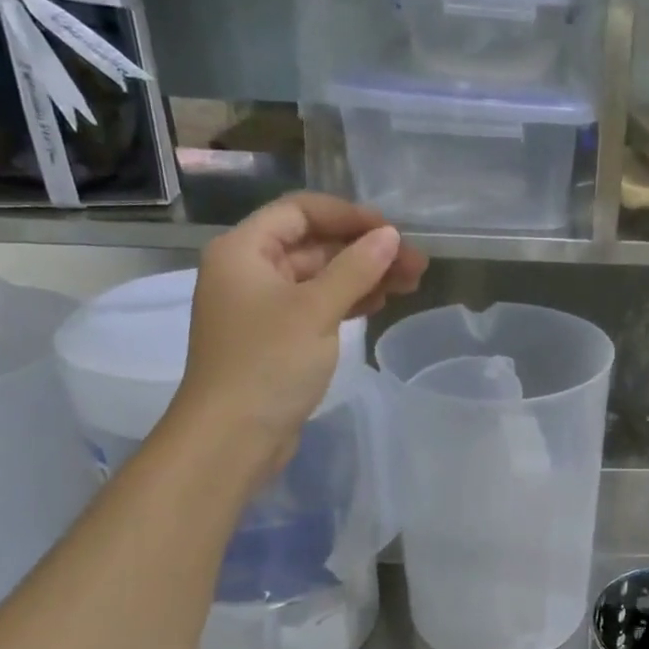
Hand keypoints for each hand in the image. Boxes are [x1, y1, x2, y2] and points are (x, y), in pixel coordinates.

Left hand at [166, 194, 427, 480]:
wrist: (233, 436)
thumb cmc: (268, 363)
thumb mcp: (316, 310)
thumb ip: (356, 268)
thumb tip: (391, 236)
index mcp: (244, 251)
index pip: (299, 212)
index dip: (347, 215)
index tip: (392, 231)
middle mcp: (250, 271)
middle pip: (314, 244)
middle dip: (365, 250)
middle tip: (416, 263)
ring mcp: (264, 306)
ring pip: (321, 276)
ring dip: (364, 275)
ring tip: (411, 282)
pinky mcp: (279, 337)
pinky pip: (318, 304)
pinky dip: (348, 300)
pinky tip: (380, 302)